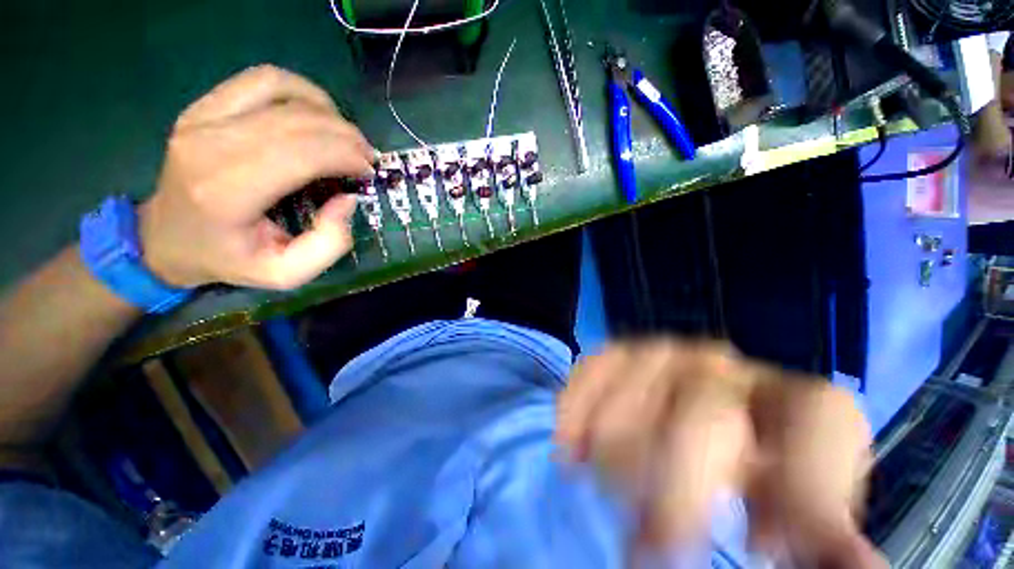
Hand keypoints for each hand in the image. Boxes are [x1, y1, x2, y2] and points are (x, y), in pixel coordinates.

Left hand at [139, 65, 374, 289]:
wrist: (165, 238)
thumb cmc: (228, 259)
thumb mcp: (287, 274)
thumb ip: (329, 244)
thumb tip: (347, 199)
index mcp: (228, 191)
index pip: (303, 152)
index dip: (347, 156)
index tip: (368, 171)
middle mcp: (210, 144)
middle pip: (298, 120)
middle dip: (347, 136)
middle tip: (367, 158)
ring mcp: (201, 117)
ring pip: (283, 92)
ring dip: (328, 113)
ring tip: (346, 139)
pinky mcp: (203, 106)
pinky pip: (262, 80)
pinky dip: (301, 91)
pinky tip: (318, 114)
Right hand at [556, 340, 883, 567]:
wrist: (703, 406)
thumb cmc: (758, 466)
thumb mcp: (799, 505)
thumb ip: (821, 533)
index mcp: (795, 402)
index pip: (817, 420)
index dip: (799, 485)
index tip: (759, 548)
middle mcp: (731, 368)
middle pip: (704, 417)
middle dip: (675, 494)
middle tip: (651, 550)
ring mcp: (668, 352)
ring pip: (635, 396)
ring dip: (617, 460)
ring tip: (613, 496)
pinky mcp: (623, 351)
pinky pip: (595, 369)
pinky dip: (577, 406)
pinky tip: (570, 445)